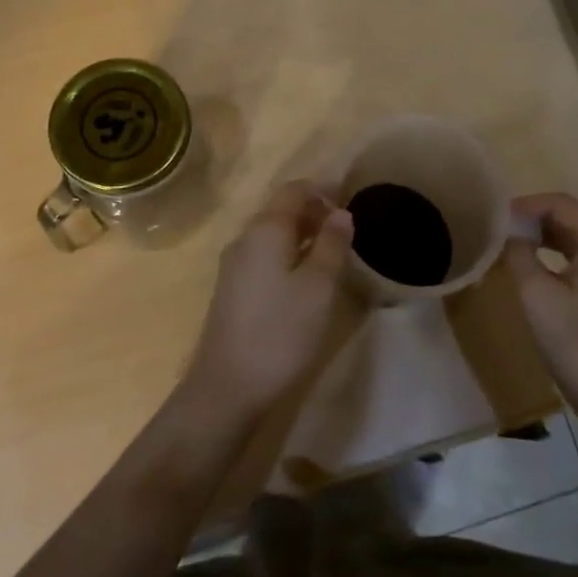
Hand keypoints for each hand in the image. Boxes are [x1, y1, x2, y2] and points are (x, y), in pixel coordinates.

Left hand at [183, 181, 357, 418]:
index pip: (293, 191)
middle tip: (346, 225)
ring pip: (271, 233)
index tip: (349, 197)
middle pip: (280, 210)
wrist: (227, 387)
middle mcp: (245, 239)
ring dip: (302, 232)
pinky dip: (288, 252)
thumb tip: (341, 213)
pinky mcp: (232, 289)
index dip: (322, 189)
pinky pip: (264, 254)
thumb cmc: (280, 331)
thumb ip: (332, 245)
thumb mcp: (318, 287)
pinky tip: (305, 275)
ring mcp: (234, 265)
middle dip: (313, 210)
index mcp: (265, 230)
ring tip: (332, 249)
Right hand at [504, 193, 577, 420]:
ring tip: (510, 244)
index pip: (561, 204)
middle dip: (533, 218)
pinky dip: (555, 253)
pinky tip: (533, 265)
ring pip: (574, 236)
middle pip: (570, 217)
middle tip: (499, 230)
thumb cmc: (575, 343)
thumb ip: (519, 253)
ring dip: (542, 235)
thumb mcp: (536, 295)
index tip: (497, 217)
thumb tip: (509, 232)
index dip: (526, 204)